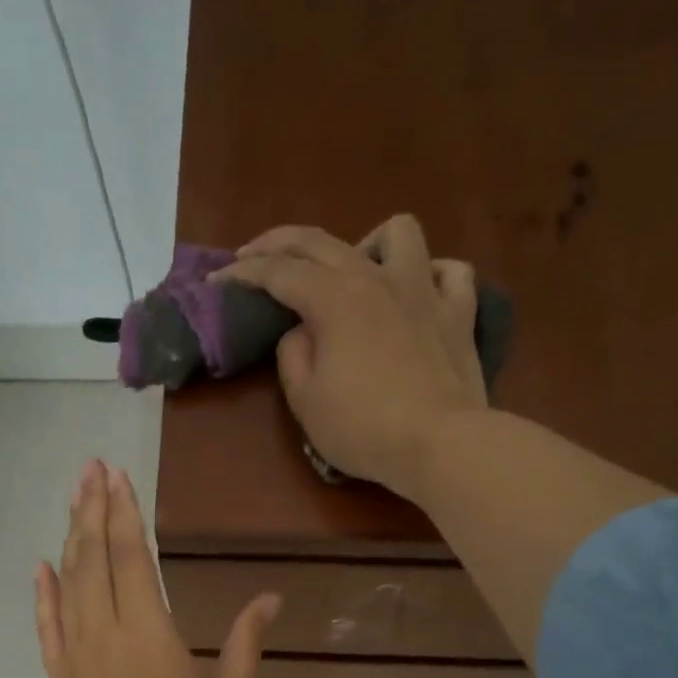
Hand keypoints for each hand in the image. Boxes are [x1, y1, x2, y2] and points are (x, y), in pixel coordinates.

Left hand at [37, 460, 280, 677]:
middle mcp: (105, 632)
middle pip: (94, 557)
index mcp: (149, 632)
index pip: (132, 556)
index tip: (119, 475)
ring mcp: (75, 655)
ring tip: (73, 499)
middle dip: (93, 509)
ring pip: (68, 582)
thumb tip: (271, 597)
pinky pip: (46, 625)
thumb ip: (247, 642)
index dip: (125, 512)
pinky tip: (40, 566)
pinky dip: (43, 593)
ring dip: (70, 537)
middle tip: (91, 468)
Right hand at [219, 214, 488, 496]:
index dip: (243, 273)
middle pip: (322, 242)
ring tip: (355, 273)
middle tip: (254, 257)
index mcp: (334, 299)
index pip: (278, 272)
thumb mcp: (306, 401)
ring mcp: (425, 291)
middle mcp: (377, 279)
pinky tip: (418, 292)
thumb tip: (301, 332)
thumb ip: (293, 356)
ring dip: (367, 244)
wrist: (440, 444)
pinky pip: (450, 272)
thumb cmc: (364, 428)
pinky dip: (431, 275)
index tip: (217, 279)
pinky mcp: (459, 313)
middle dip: (279, 243)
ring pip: (398, 233)